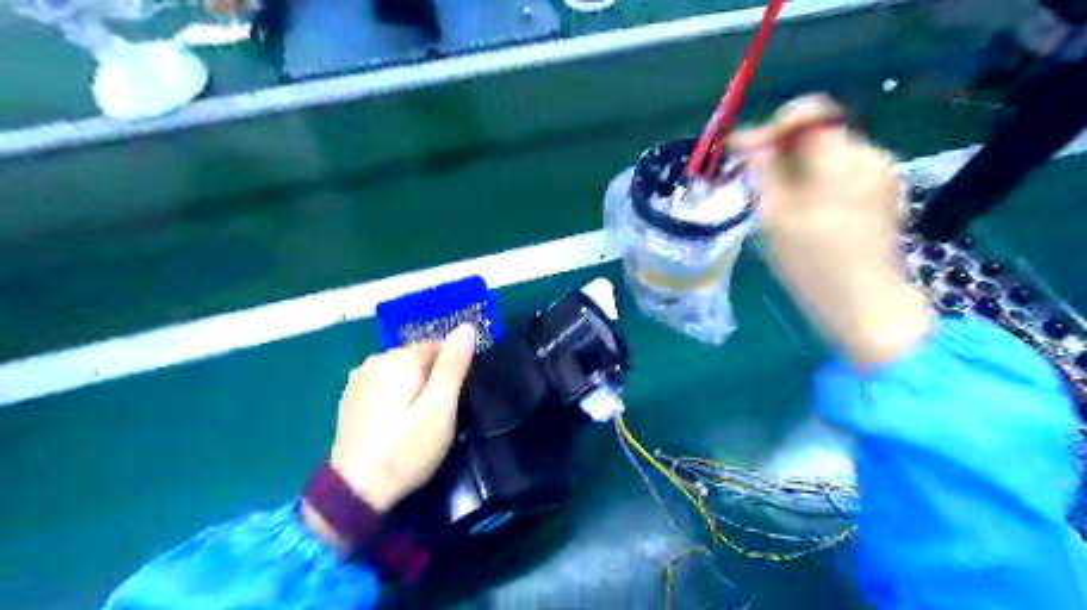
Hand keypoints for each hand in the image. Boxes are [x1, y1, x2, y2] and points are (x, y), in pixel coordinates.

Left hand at [303, 323, 475, 548]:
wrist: (354, 490)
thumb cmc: (407, 448)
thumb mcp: (440, 408)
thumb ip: (454, 365)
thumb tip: (467, 327)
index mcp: (400, 358)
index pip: (440, 346)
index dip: (453, 372)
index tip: (455, 401)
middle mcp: (376, 358)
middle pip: (419, 358)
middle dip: (433, 379)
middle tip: (439, 416)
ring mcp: (359, 377)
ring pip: (401, 371)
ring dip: (414, 387)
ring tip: (418, 421)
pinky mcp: (351, 397)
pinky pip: (384, 384)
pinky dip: (395, 396)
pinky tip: (396, 422)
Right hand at [729, 93, 923, 362]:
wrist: (865, 306)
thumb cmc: (813, 264)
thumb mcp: (775, 215)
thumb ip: (762, 169)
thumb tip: (745, 138)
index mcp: (843, 158)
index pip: (808, 112)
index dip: (773, 127)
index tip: (746, 153)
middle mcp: (871, 156)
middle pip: (819, 135)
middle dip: (784, 153)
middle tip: (758, 185)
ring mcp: (883, 176)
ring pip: (829, 156)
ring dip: (800, 170)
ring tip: (781, 206)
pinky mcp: (886, 196)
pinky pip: (844, 175)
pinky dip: (820, 184)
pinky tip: (809, 216)